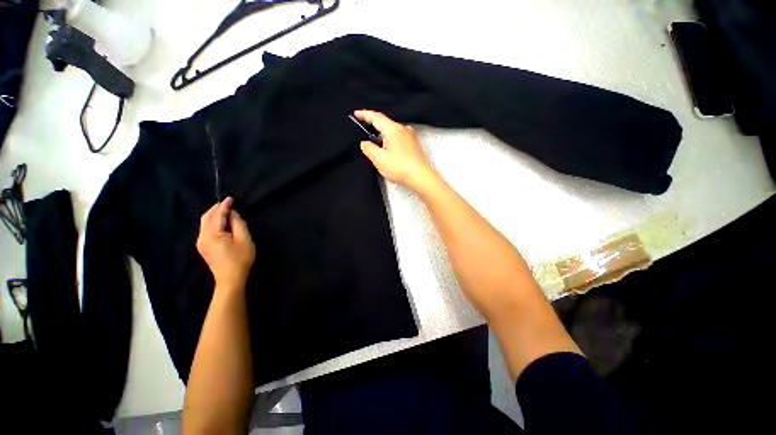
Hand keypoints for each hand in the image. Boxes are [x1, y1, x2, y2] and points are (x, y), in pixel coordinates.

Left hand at [197, 197, 255, 291]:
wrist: (230, 278)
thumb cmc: (240, 259)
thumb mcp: (244, 239)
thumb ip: (238, 224)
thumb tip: (233, 214)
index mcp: (212, 234)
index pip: (217, 215)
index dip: (224, 206)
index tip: (230, 198)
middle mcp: (202, 237)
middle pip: (206, 217)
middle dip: (216, 208)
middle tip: (227, 203)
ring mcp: (201, 242)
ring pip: (204, 223)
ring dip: (214, 215)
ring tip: (225, 211)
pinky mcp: (203, 246)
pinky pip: (205, 229)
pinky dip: (212, 222)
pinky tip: (221, 222)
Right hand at [355, 110, 437, 191]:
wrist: (421, 177)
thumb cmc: (399, 167)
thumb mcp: (379, 159)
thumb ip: (368, 148)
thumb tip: (365, 143)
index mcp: (393, 129)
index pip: (376, 117)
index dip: (364, 115)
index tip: (355, 113)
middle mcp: (403, 129)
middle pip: (385, 124)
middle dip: (373, 127)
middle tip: (363, 132)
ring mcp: (410, 136)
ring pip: (392, 131)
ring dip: (382, 136)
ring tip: (375, 146)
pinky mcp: (413, 144)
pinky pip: (398, 137)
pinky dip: (390, 141)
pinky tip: (387, 150)